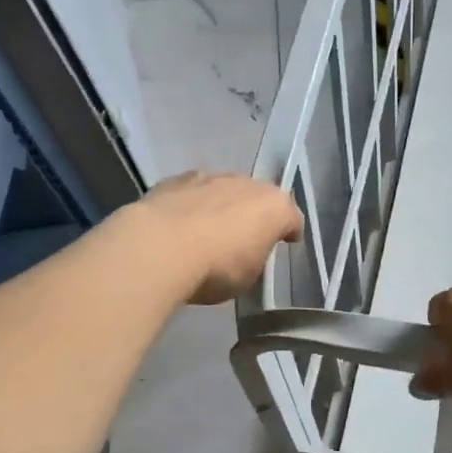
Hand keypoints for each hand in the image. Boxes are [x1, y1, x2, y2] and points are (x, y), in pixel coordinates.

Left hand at [131, 171, 303, 304]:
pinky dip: (191, 205)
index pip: (291, 218)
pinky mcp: (175, 180)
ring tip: (208, 230)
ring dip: (221, 206)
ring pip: (223, 190)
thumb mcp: (248, 276)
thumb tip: (245, 251)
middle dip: (253, 214)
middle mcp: (246, 183)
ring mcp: (209, 177)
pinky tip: (180, 225)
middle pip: (256, 198)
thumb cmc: (216, 268)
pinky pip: (192, 193)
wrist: (160, 248)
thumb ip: (253, 257)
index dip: (289, 231)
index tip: (286, 242)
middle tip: (243, 238)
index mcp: (273, 206)